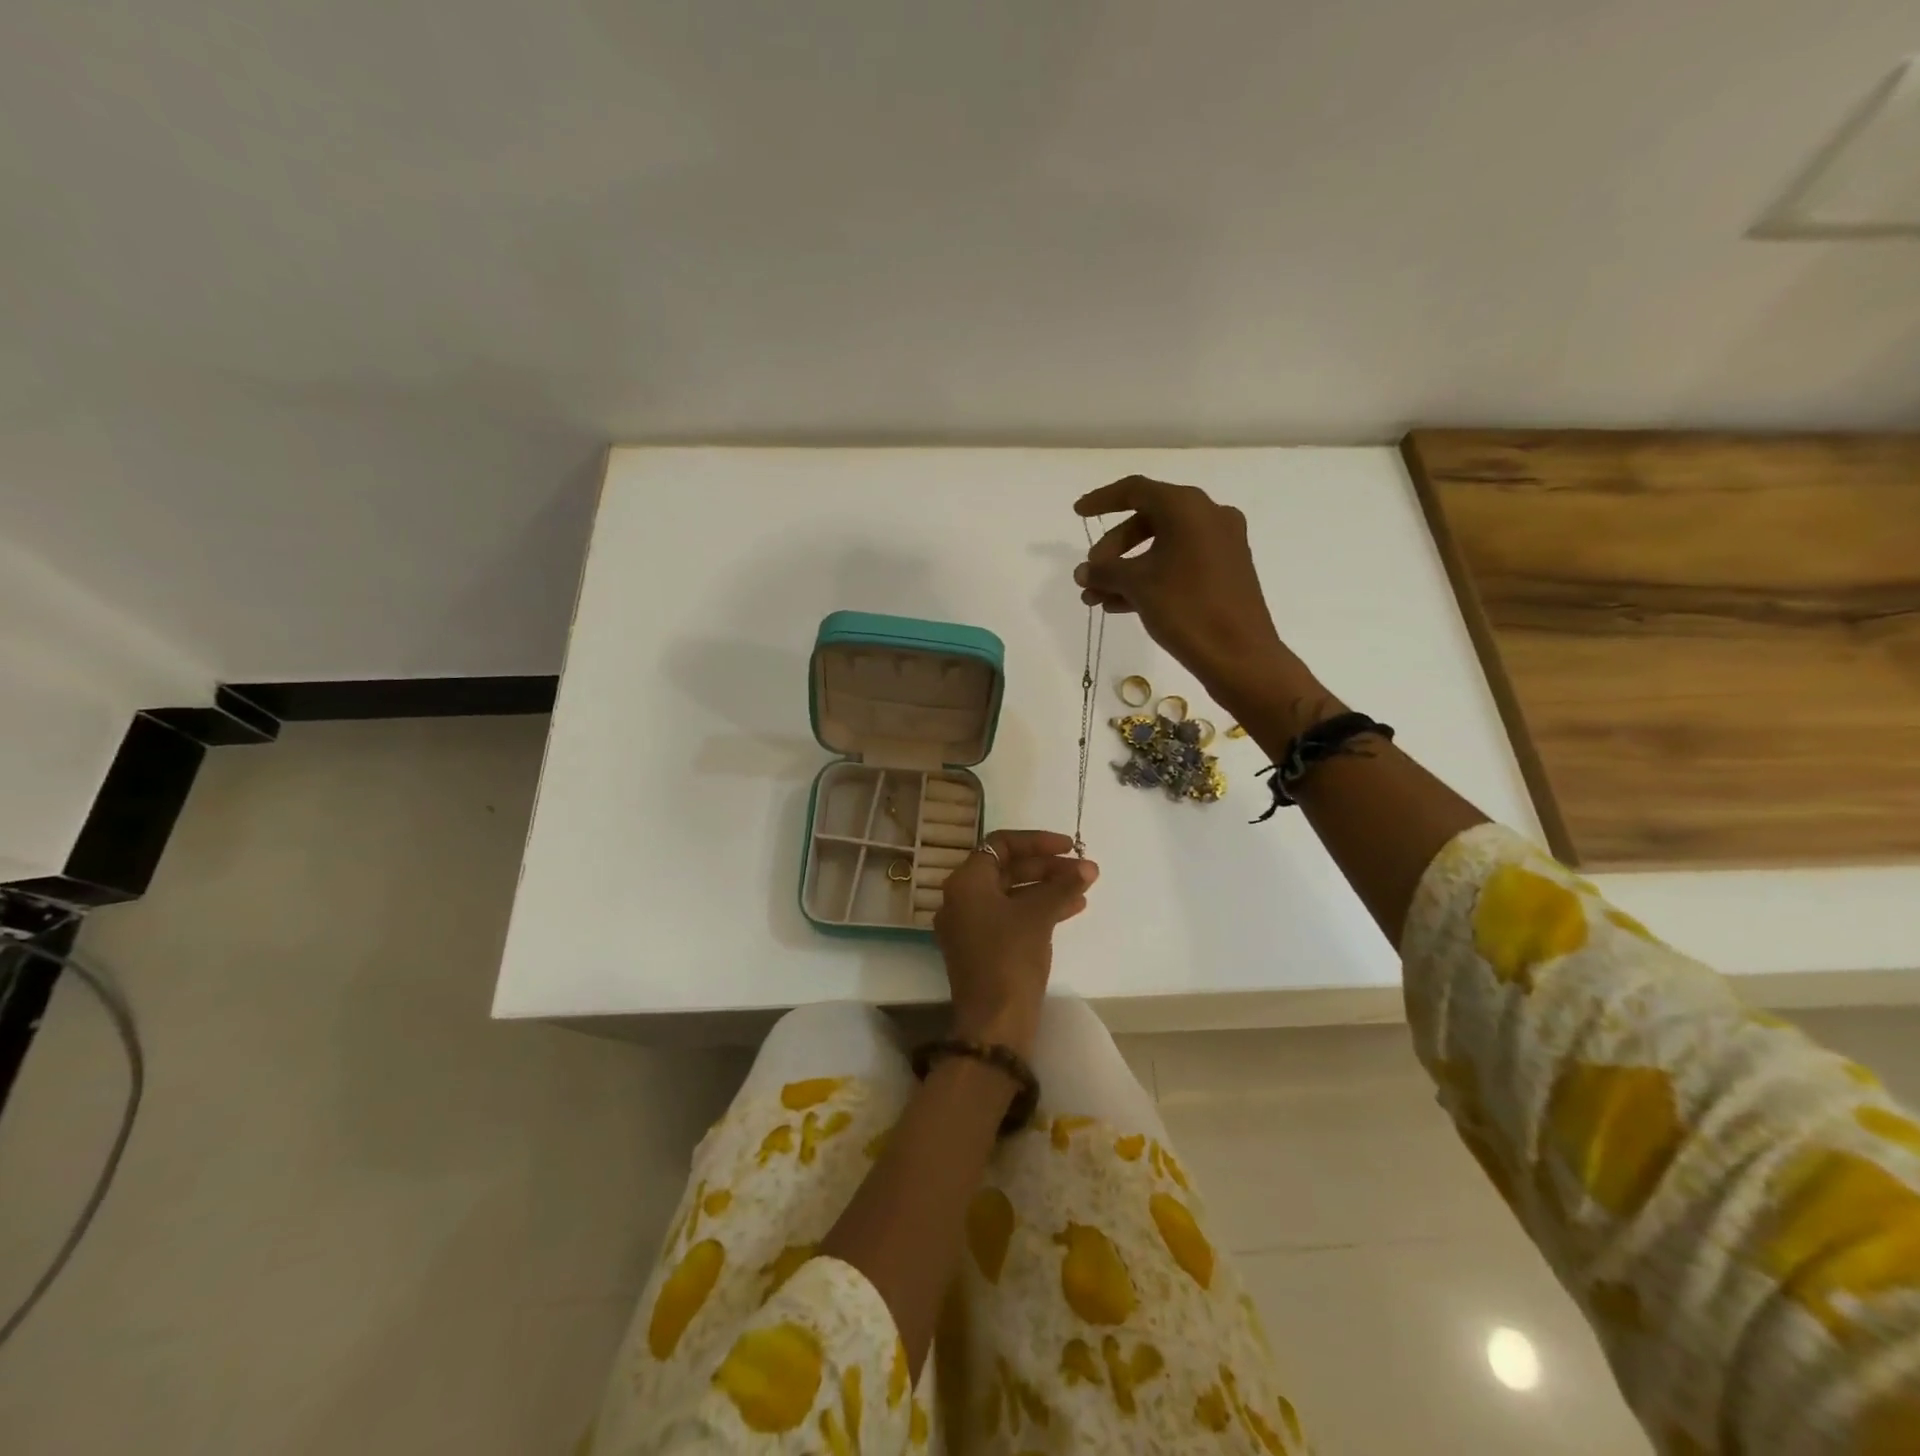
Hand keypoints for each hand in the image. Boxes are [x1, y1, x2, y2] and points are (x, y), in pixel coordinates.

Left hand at [934, 830, 1097, 1056]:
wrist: (994, 1023)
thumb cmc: (1010, 958)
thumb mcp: (1038, 916)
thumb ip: (1062, 886)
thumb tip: (1087, 868)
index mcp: (965, 882)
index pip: (1001, 845)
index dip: (1037, 841)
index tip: (1068, 847)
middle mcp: (961, 898)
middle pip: (1007, 869)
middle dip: (1047, 867)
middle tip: (1082, 870)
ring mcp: (969, 925)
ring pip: (1011, 894)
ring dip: (1047, 888)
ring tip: (1084, 889)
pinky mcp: (981, 948)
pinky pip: (1011, 917)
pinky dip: (1038, 910)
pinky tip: (1072, 909)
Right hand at [1073, 476, 1303, 710]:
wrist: (1239, 654)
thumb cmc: (1186, 608)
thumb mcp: (1137, 585)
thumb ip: (1105, 571)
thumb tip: (1083, 571)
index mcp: (1187, 507)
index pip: (1135, 490)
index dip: (1102, 500)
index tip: (1078, 513)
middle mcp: (1208, 516)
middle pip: (1148, 520)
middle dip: (1113, 548)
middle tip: (1092, 573)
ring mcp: (1221, 544)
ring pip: (1162, 546)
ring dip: (1126, 569)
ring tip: (1096, 598)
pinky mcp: (1226, 571)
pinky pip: (1179, 563)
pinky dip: (1150, 577)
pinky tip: (1120, 605)